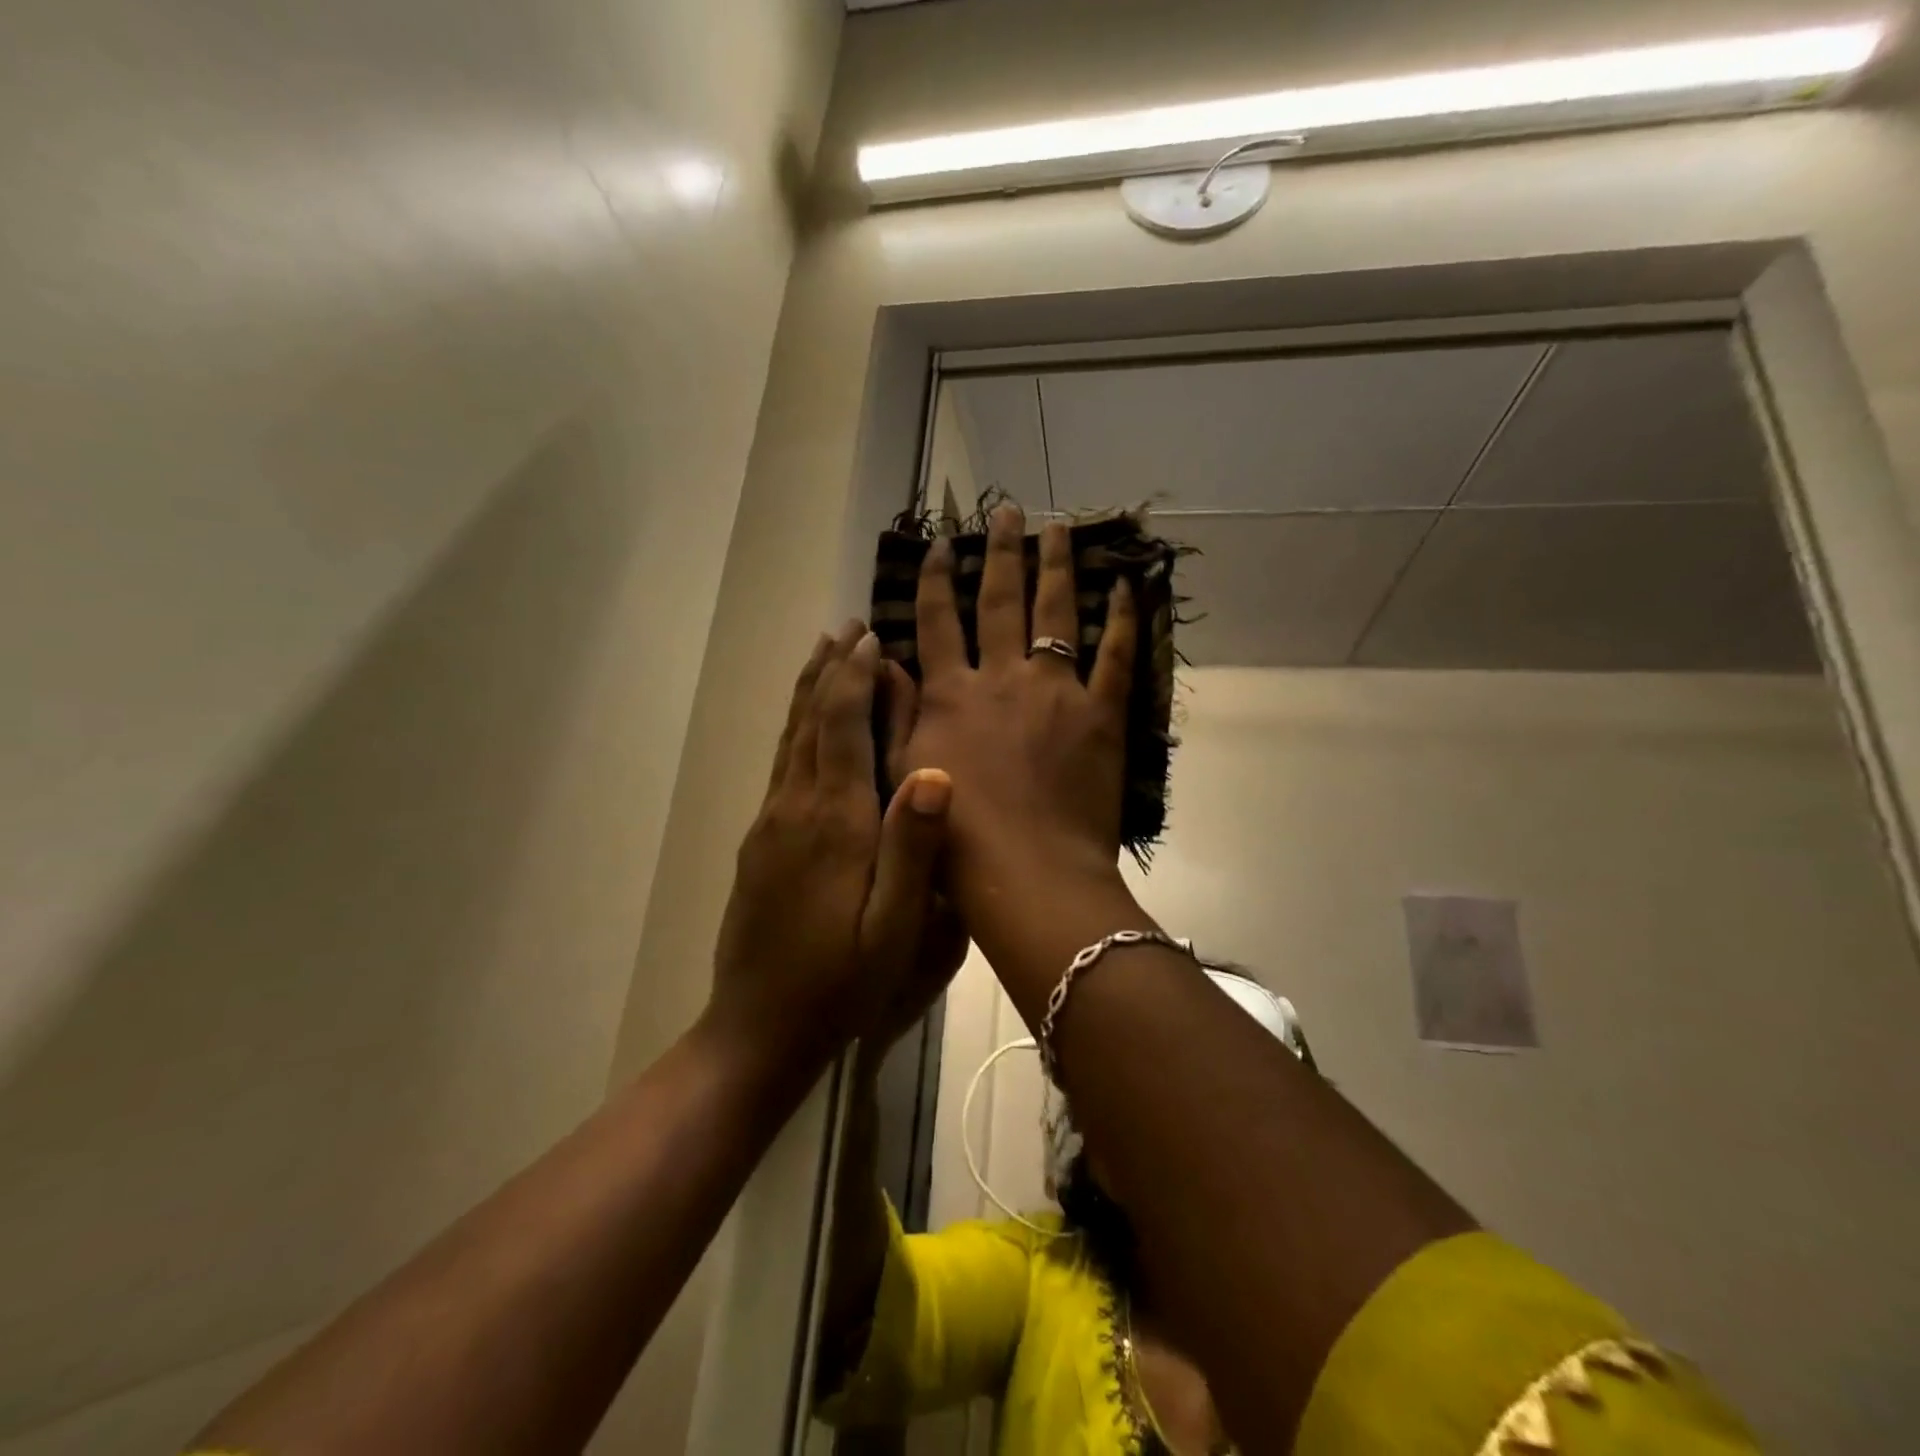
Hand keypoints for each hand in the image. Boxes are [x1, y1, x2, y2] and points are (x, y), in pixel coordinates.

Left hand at [707, 622, 954, 1068]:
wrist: (759, 1025)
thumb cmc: (841, 981)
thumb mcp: (895, 927)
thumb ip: (913, 846)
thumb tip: (936, 770)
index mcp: (835, 821)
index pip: (841, 728)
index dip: (854, 679)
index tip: (870, 638)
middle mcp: (796, 807)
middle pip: (809, 720)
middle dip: (828, 670)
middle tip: (846, 628)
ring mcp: (771, 822)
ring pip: (789, 738)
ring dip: (807, 691)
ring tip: (821, 653)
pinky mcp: (760, 840)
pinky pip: (780, 764)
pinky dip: (794, 727)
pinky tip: (803, 723)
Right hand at [898, 505, 1137, 899]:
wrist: (1028, 876)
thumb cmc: (957, 840)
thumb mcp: (902, 776)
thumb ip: (894, 717)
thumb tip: (886, 663)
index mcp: (951, 695)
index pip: (937, 622)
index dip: (935, 579)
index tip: (939, 543)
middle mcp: (1002, 678)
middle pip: (999, 601)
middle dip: (1000, 552)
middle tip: (1008, 510)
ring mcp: (1055, 691)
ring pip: (1055, 613)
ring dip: (1055, 566)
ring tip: (1057, 528)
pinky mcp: (1101, 714)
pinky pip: (1116, 656)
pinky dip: (1123, 619)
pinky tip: (1125, 587)